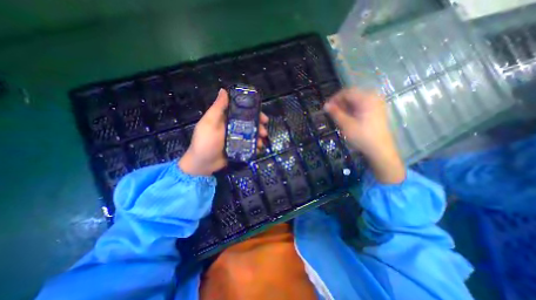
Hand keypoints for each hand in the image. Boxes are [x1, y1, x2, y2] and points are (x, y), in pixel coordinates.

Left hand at [178, 88, 267, 174]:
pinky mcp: (238, 148)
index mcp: (226, 118)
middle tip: (264, 132)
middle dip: (259, 126)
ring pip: (251, 134)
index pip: (243, 112)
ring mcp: (236, 138)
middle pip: (249, 123)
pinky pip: (249, 145)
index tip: (263, 116)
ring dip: (259, 137)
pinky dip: (255, 146)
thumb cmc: (205, 142)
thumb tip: (223, 90)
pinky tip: (259, 148)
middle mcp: (233, 127)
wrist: (203, 164)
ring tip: (262, 142)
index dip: (254, 112)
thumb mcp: (209, 123)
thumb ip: (218, 108)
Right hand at [322, 88, 406, 183]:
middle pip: (352, 95)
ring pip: (356, 100)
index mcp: (367, 98)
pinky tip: (348, 118)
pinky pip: (362, 105)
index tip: (326, 107)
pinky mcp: (377, 110)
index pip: (346, 92)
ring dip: (345, 106)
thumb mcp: (346, 124)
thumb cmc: (362, 136)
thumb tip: (325, 105)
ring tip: (339, 116)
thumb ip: (335, 113)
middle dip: (340, 103)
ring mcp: (376, 103)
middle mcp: (373, 97)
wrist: (380, 149)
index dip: (334, 98)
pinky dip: (352, 109)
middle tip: (332, 113)